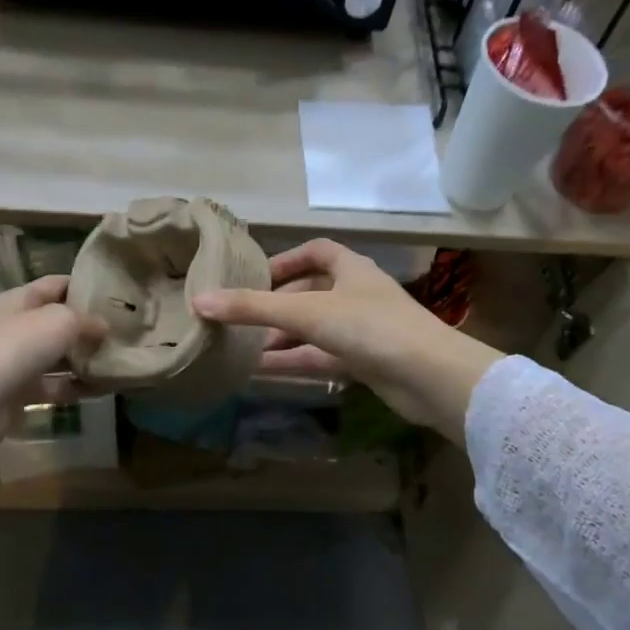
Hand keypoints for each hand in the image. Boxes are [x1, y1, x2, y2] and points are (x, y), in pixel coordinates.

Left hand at [0, 276, 107, 457]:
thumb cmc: (16, 348)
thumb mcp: (60, 321)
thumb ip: (86, 320)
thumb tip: (104, 326)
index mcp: (21, 300)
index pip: (57, 284)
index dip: (85, 285)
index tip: (118, 293)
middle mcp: (18, 326)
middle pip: (60, 321)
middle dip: (91, 326)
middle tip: (127, 331)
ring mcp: (18, 361)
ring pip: (60, 356)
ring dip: (86, 359)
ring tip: (121, 361)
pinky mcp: (20, 392)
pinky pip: (56, 386)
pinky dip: (77, 387)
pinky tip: (104, 390)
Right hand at [193, 239, 501, 440]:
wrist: (430, 377)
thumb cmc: (369, 328)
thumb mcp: (305, 312)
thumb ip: (252, 308)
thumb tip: (198, 300)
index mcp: (351, 269)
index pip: (316, 252)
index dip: (285, 261)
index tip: (254, 278)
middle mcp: (358, 294)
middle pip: (311, 293)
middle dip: (277, 307)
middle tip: (242, 321)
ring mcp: (364, 330)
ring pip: (315, 329)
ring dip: (283, 338)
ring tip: (244, 349)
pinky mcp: (367, 362)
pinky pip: (323, 357)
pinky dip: (296, 362)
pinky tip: (264, 372)